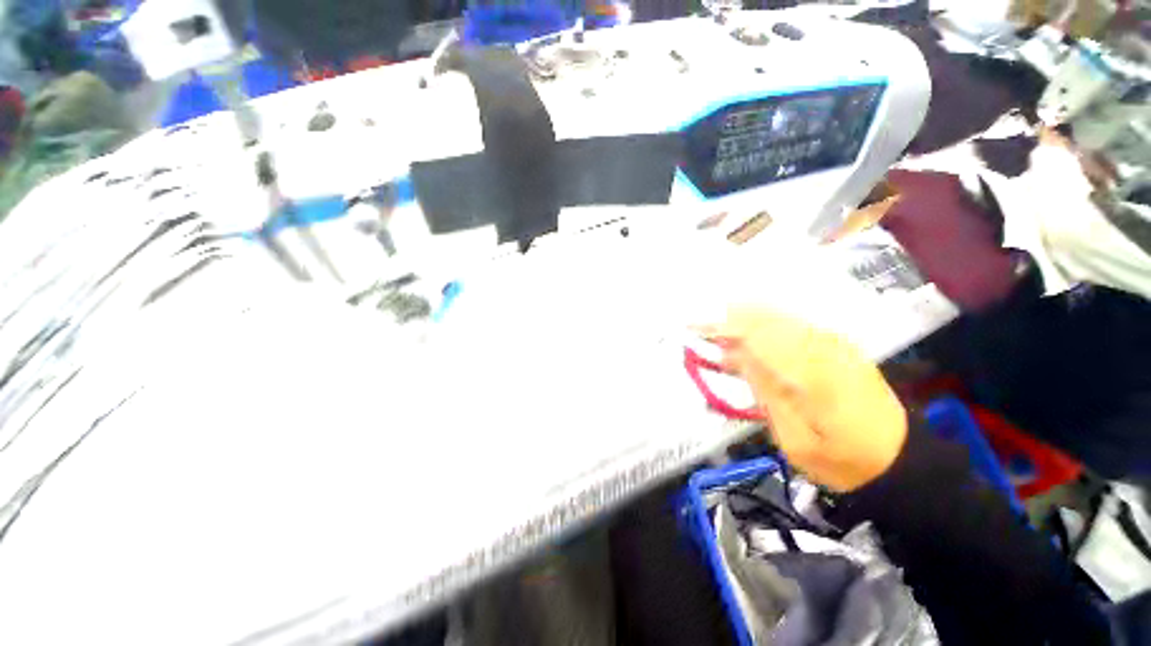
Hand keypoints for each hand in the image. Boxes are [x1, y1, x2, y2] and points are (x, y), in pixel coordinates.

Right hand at [704, 308, 907, 491]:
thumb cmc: (843, 460)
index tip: (692, 328)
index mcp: (813, 374)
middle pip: (766, 318)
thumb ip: (765, 391)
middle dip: (728, 318)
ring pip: (778, 317)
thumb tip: (736, 354)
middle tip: (697, 327)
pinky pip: (791, 325)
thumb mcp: (795, 440)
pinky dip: (762, 326)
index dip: (722, 327)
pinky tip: (746, 337)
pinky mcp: (837, 347)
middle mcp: (824, 349)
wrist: (901, 460)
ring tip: (715, 331)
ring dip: (742, 320)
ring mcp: (834, 344)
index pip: (758, 335)